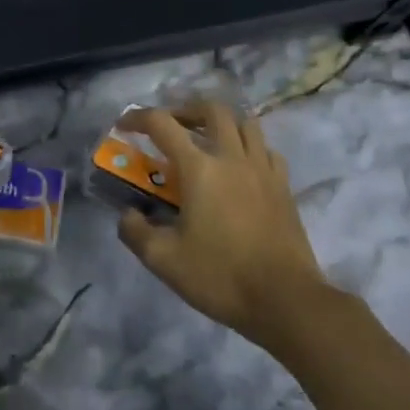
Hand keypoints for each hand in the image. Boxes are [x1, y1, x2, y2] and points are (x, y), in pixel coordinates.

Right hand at [116, 102, 327, 346]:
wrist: (286, 300)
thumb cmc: (220, 276)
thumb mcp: (163, 260)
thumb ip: (136, 231)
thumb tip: (128, 215)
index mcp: (199, 168)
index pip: (162, 124)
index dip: (137, 118)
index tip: (124, 126)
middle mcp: (232, 157)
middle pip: (211, 109)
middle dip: (186, 109)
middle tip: (172, 126)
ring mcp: (263, 170)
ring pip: (245, 123)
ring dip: (221, 123)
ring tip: (208, 140)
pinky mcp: (283, 187)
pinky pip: (267, 150)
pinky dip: (250, 148)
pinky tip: (241, 167)